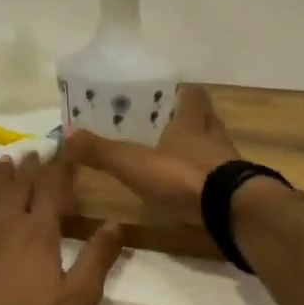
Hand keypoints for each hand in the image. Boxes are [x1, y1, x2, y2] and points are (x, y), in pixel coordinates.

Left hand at [0, 154, 125, 304]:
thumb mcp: (76, 301)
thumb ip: (97, 259)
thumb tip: (116, 223)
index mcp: (38, 232)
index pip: (53, 187)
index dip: (61, 165)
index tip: (68, 147)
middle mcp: (5, 223)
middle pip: (19, 185)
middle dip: (31, 167)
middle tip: (36, 152)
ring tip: (6, 163)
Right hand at [66, 85, 238, 223]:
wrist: (231, 211)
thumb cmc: (182, 176)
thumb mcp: (134, 163)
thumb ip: (102, 152)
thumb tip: (66, 135)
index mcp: (191, 124)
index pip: (193, 97)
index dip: (185, 94)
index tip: (174, 94)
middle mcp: (213, 139)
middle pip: (209, 120)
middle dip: (195, 121)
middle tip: (176, 125)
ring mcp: (229, 166)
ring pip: (218, 149)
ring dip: (204, 151)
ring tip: (184, 158)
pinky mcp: (237, 193)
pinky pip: (223, 179)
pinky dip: (210, 181)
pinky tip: (197, 190)